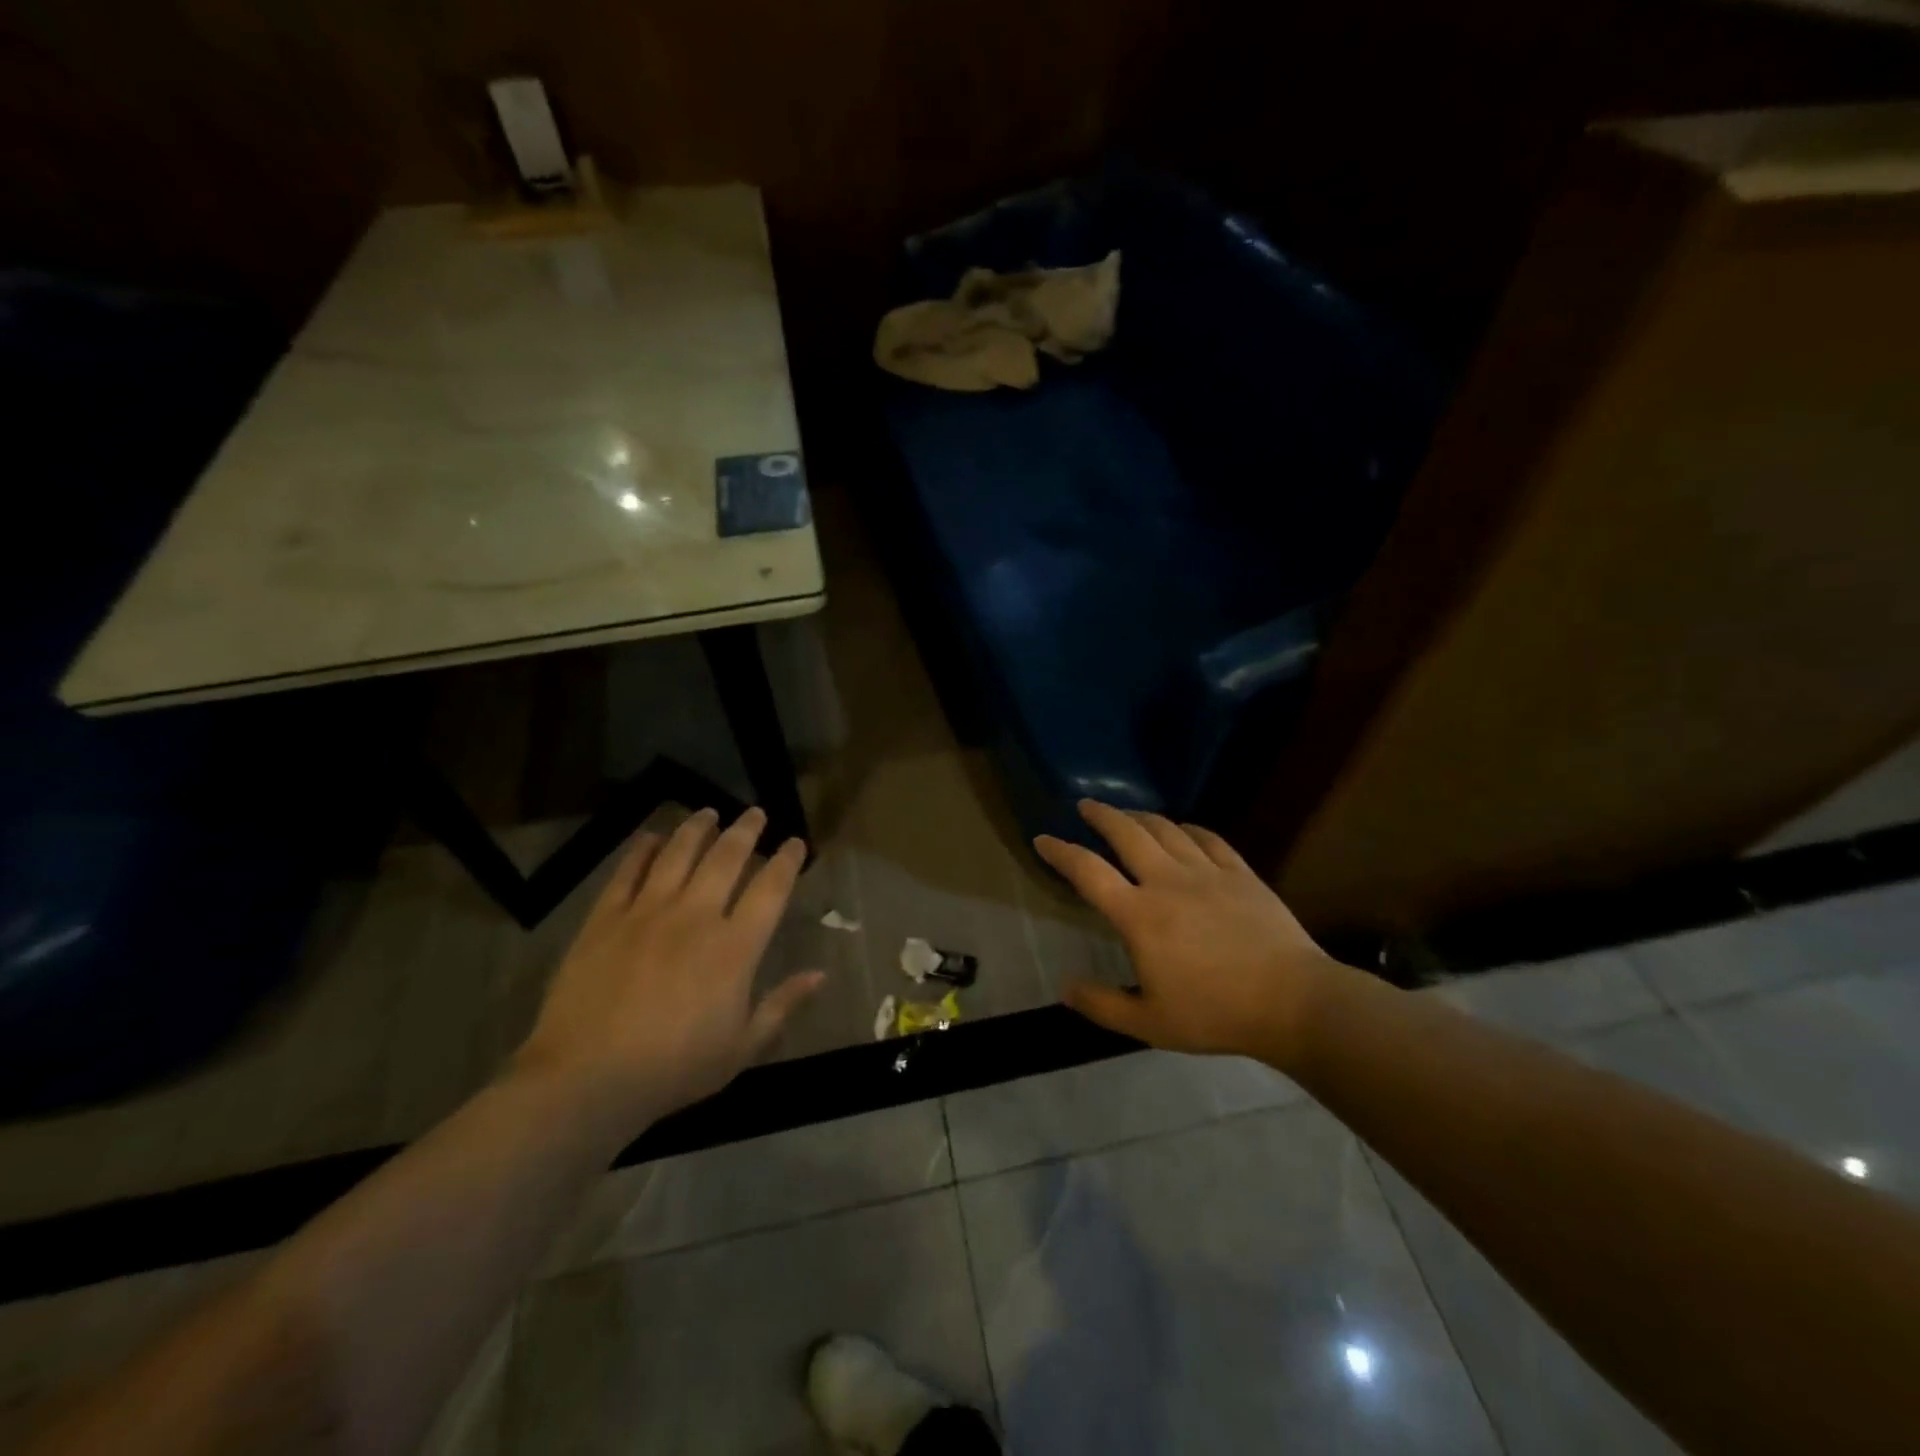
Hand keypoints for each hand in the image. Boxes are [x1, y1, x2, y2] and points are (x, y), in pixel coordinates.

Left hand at [513, 807, 824, 1127]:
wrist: (587, 1079)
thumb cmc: (674, 1068)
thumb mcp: (741, 1047)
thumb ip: (782, 1005)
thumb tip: (820, 975)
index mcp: (735, 947)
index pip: (770, 889)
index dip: (786, 861)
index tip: (795, 843)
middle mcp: (696, 916)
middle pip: (726, 858)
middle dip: (745, 830)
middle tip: (755, 812)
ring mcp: (646, 913)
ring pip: (677, 854)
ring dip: (697, 829)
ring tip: (708, 812)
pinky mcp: (605, 919)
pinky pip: (626, 873)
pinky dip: (641, 850)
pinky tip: (651, 837)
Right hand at [1035, 800, 1348, 1066]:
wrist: (1293, 1002)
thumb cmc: (1216, 1014)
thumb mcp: (1150, 1024)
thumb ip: (1102, 1005)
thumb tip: (1064, 988)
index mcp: (1139, 915)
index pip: (1088, 872)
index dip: (1060, 852)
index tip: (1043, 839)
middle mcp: (1167, 882)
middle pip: (1126, 833)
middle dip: (1101, 815)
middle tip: (1086, 805)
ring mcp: (1207, 873)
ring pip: (1166, 829)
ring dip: (1140, 817)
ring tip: (1127, 814)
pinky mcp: (1240, 873)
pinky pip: (1208, 839)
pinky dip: (1188, 829)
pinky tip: (1183, 829)